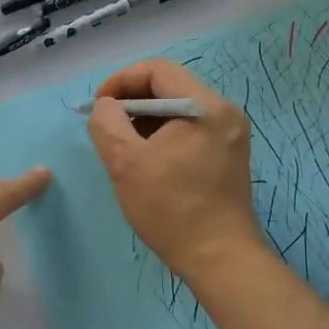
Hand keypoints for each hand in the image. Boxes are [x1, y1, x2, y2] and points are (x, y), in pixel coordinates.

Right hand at [87, 58, 261, 282]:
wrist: (219, 258)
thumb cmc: (170, 209)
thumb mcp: (125, 163)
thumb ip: (107, 123)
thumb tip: (105, 106)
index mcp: (204, 107)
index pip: (157, 69)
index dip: (120, 81)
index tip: (98, 107)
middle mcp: (224, 112)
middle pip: (169, 86)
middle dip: (131, 101)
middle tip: (107, 128)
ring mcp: (230, 134)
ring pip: (178, 109)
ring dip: (145, 119)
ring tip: (124, 147)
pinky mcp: (228, 154)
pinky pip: (189, 128)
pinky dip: (163, 135)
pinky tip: (148, 160)